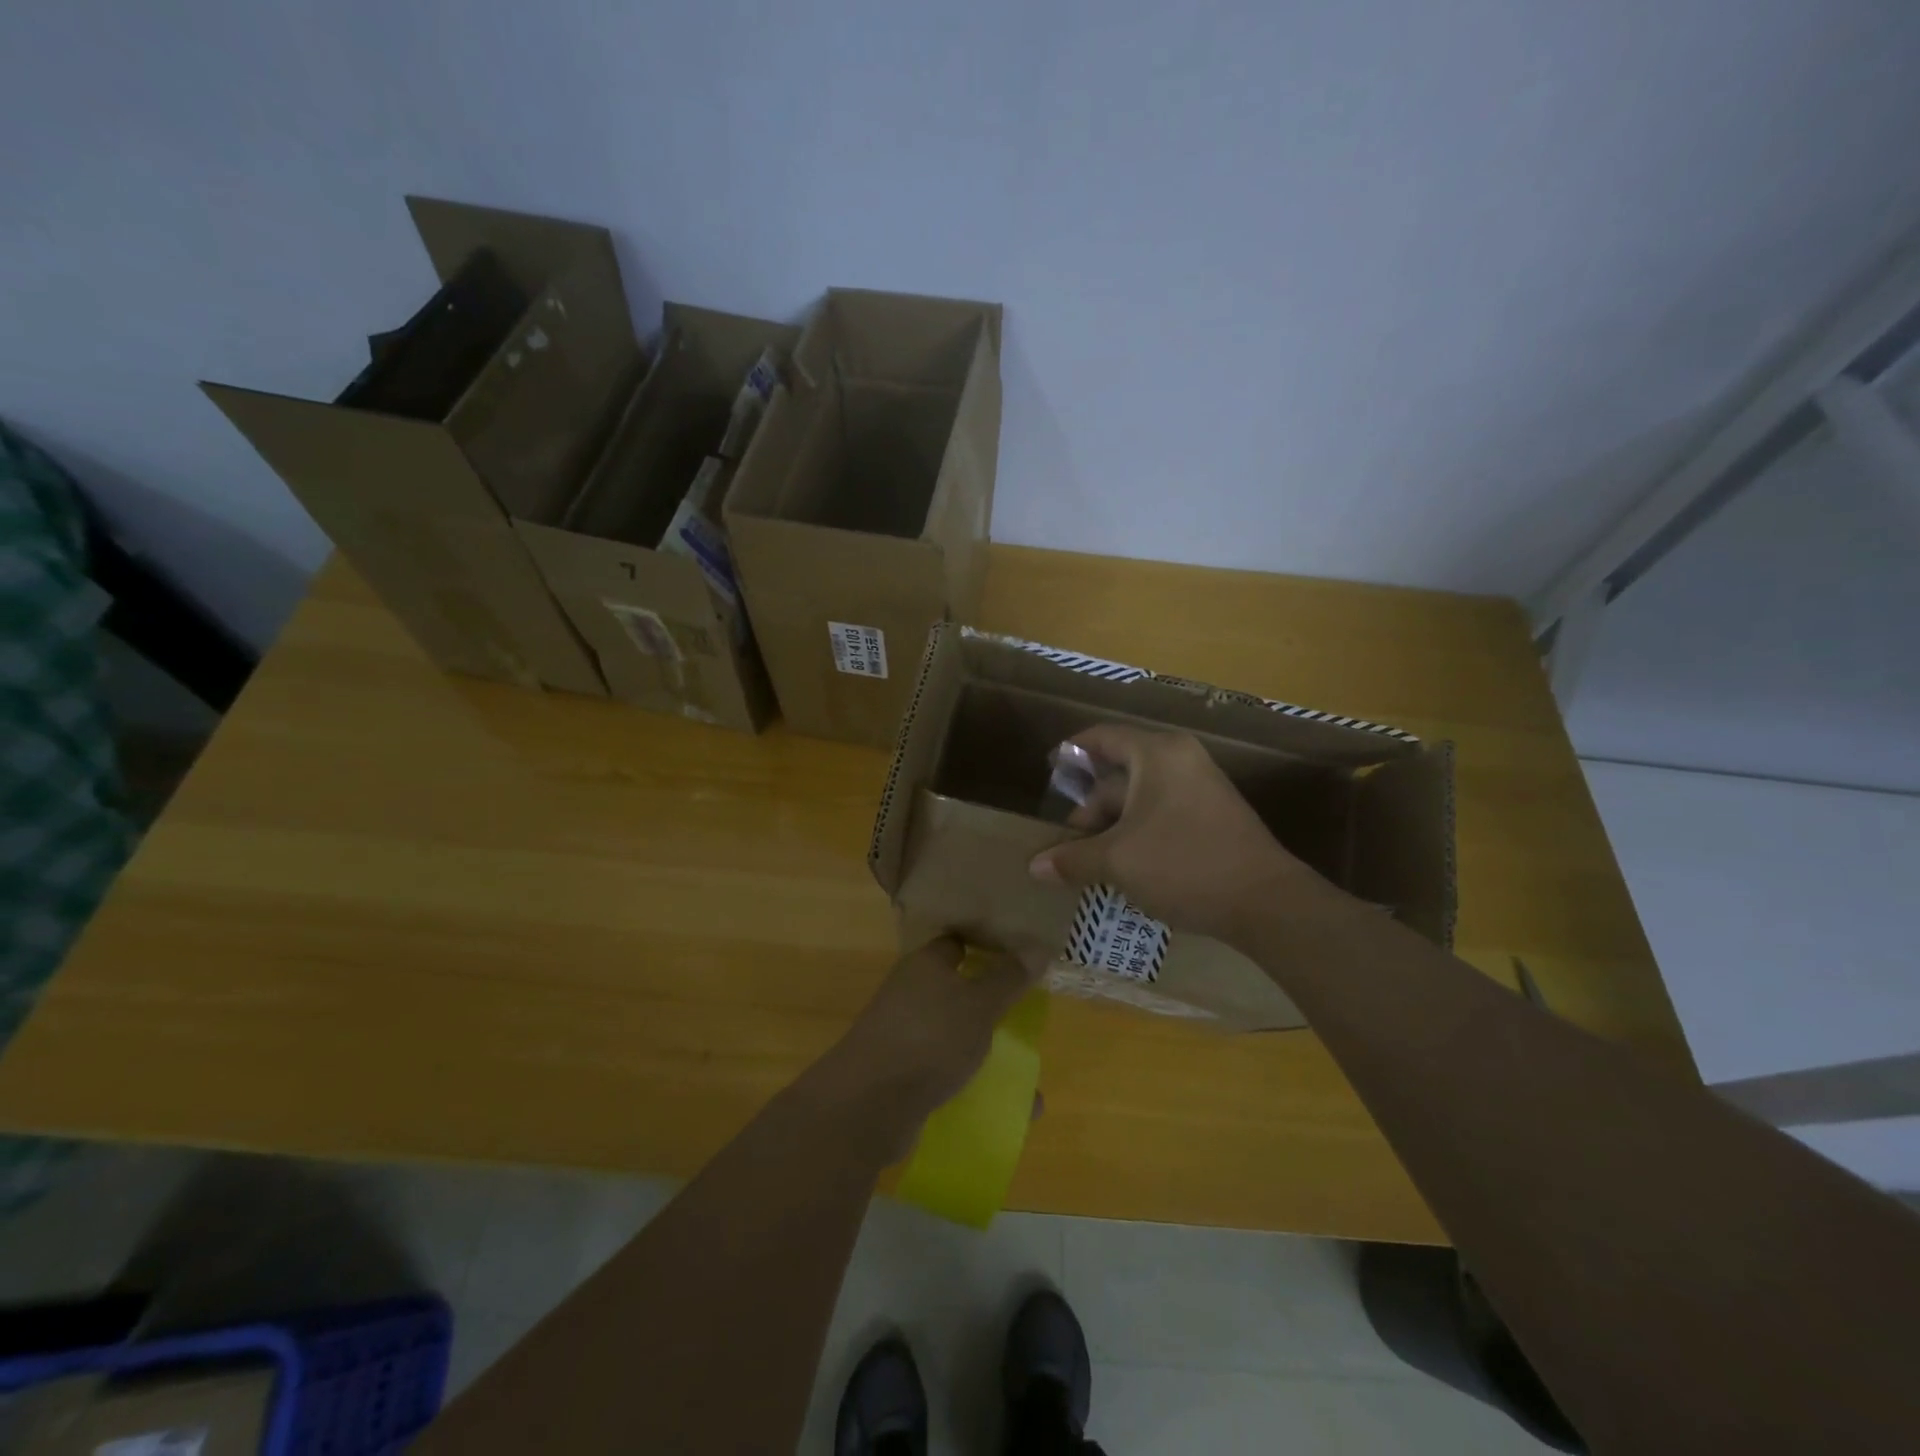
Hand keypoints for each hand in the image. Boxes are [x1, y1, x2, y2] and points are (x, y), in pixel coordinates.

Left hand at [812, 937, 1038, 1160]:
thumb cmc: (930, 1037)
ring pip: (956, 1034)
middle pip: (960, 989)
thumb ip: (1009, 977)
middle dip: (994, 1003)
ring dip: (988, 1049)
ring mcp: (906, 1034)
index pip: (958, 942)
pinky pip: (949, 1073)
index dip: (988, 944)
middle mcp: (913, 993)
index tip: (1023, 955)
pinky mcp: (906, 1075)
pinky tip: (1012, 1108)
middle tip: (1033, 1011)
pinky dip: (978, 1085)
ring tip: (1028, 1067)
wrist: (869, 1103)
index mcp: (926, 964)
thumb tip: (1037, 947)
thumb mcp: (979, 1004)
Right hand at [1028, 725, 1351, 944]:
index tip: (1049, 768)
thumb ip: (1072, 859)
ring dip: (1112, 826)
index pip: (1103, 737)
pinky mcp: (1213, 815)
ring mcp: (1201, 787)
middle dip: (1090, 808)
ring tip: (1091, 862)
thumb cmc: (1183, 864)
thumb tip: (1033, 867)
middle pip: (1120, 774)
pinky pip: (1162, 812)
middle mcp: (1180, 760)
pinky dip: (1138, 832)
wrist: (1265, 902)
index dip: (1072, 751)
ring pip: (1141, 798)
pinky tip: (1125, 866)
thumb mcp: (1118, 861)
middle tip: (1068, 843)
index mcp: (1157, 754)